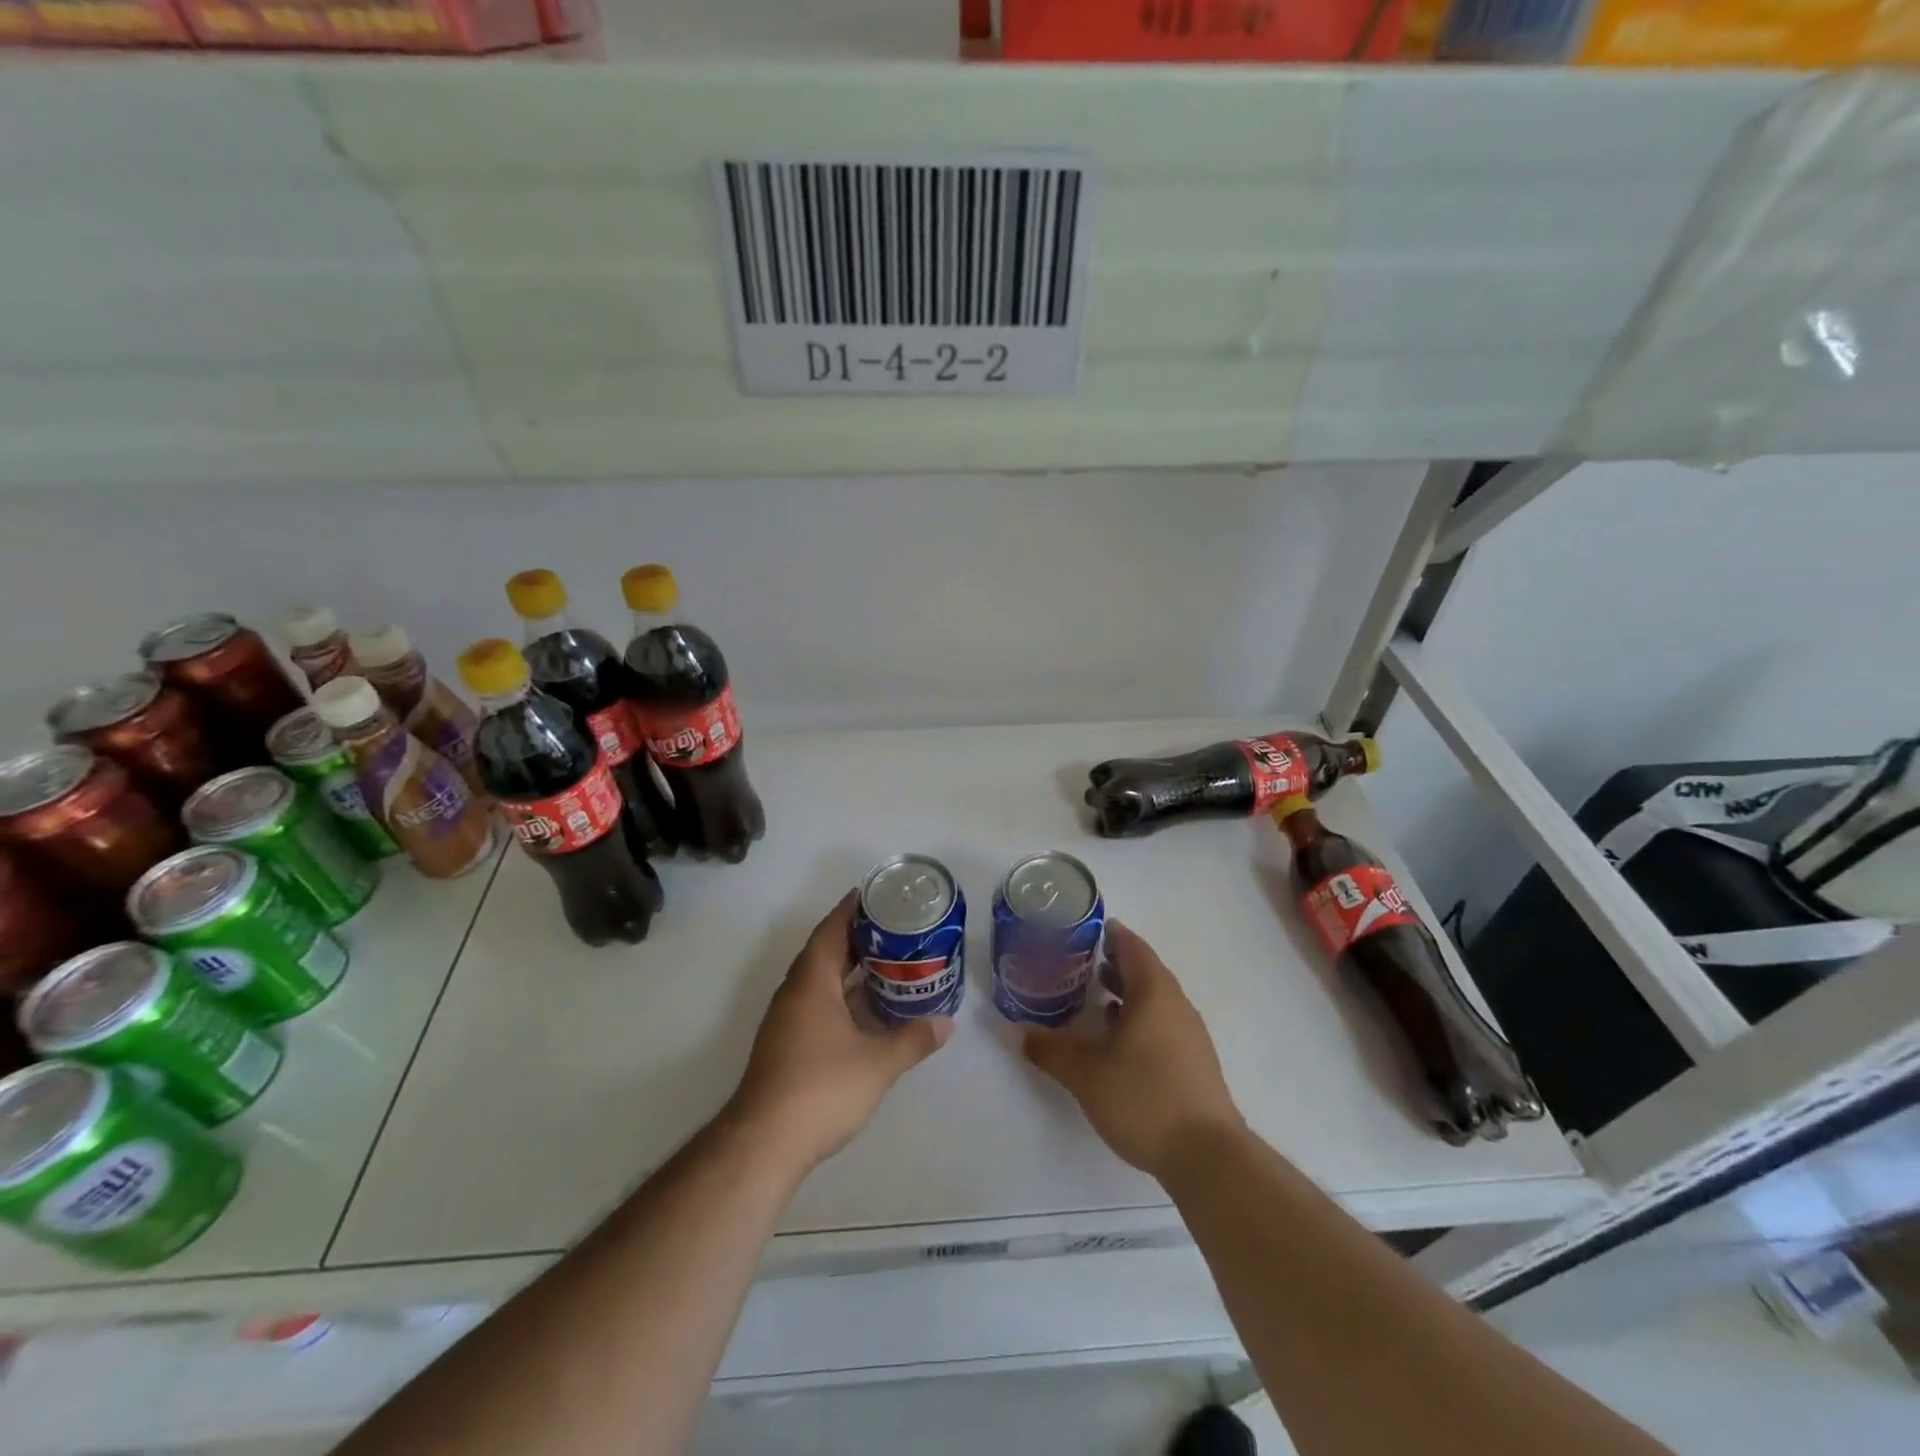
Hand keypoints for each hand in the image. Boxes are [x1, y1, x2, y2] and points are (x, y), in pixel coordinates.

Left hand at [725, 891, 953, 1173]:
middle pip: (825, 951)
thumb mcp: (877, 1063)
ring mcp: (787, 1020)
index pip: (831, 930)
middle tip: (896, 928)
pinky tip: (868, 1009)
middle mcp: (795, 993)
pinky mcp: (787, 1045)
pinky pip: (818, 1003)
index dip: (851, 909)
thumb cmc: (821, 1088)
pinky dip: (843, 996)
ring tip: (889, 961)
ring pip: (821, 980)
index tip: (877, 895)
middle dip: (858, 937)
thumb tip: (947, 1024)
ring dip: (851, 969)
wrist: (764, 1143)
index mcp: (811, 982)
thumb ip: (913, 1039)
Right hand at [1023, 922, 1242, 1180]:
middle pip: (1145, 970)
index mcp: (1153, 993)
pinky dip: (1138, 1018)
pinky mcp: (1194, 1062)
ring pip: (1154, 999)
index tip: (1084, 930)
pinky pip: (1162, 1023)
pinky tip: (1118, 1041)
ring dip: (1126, 993)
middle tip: (1079, 963)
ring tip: (1094, 999)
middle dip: (1113, 963)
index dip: (1110, 934)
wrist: (1208, 1157)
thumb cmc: (1144, 1098)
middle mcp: (1176, 1005)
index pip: (1132, 946)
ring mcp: (1190, 1034)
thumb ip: (1049, 1049)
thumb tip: (1015, 1031)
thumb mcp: (1085, 1074)